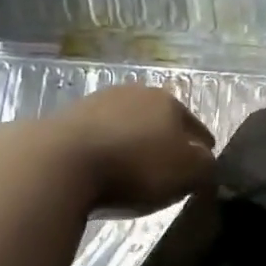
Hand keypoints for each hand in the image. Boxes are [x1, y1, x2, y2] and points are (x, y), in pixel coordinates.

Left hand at [45, 84, 217, 214]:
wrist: (59, 162)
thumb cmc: (135, 167)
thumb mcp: (188, 173)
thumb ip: (206, 166)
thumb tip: (206, 161)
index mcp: (170, 102)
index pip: (196, 127)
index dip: (203, 148)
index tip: (203, 166)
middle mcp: (136, 93)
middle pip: (160, 120)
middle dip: (165, 140)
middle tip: (168, 167)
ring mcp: (97, 102)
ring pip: (126, 125)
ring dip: (132, 142)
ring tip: (131, 168)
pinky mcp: (65, 119)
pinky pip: (97, 136)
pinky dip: (104, 150)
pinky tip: (101, 168)